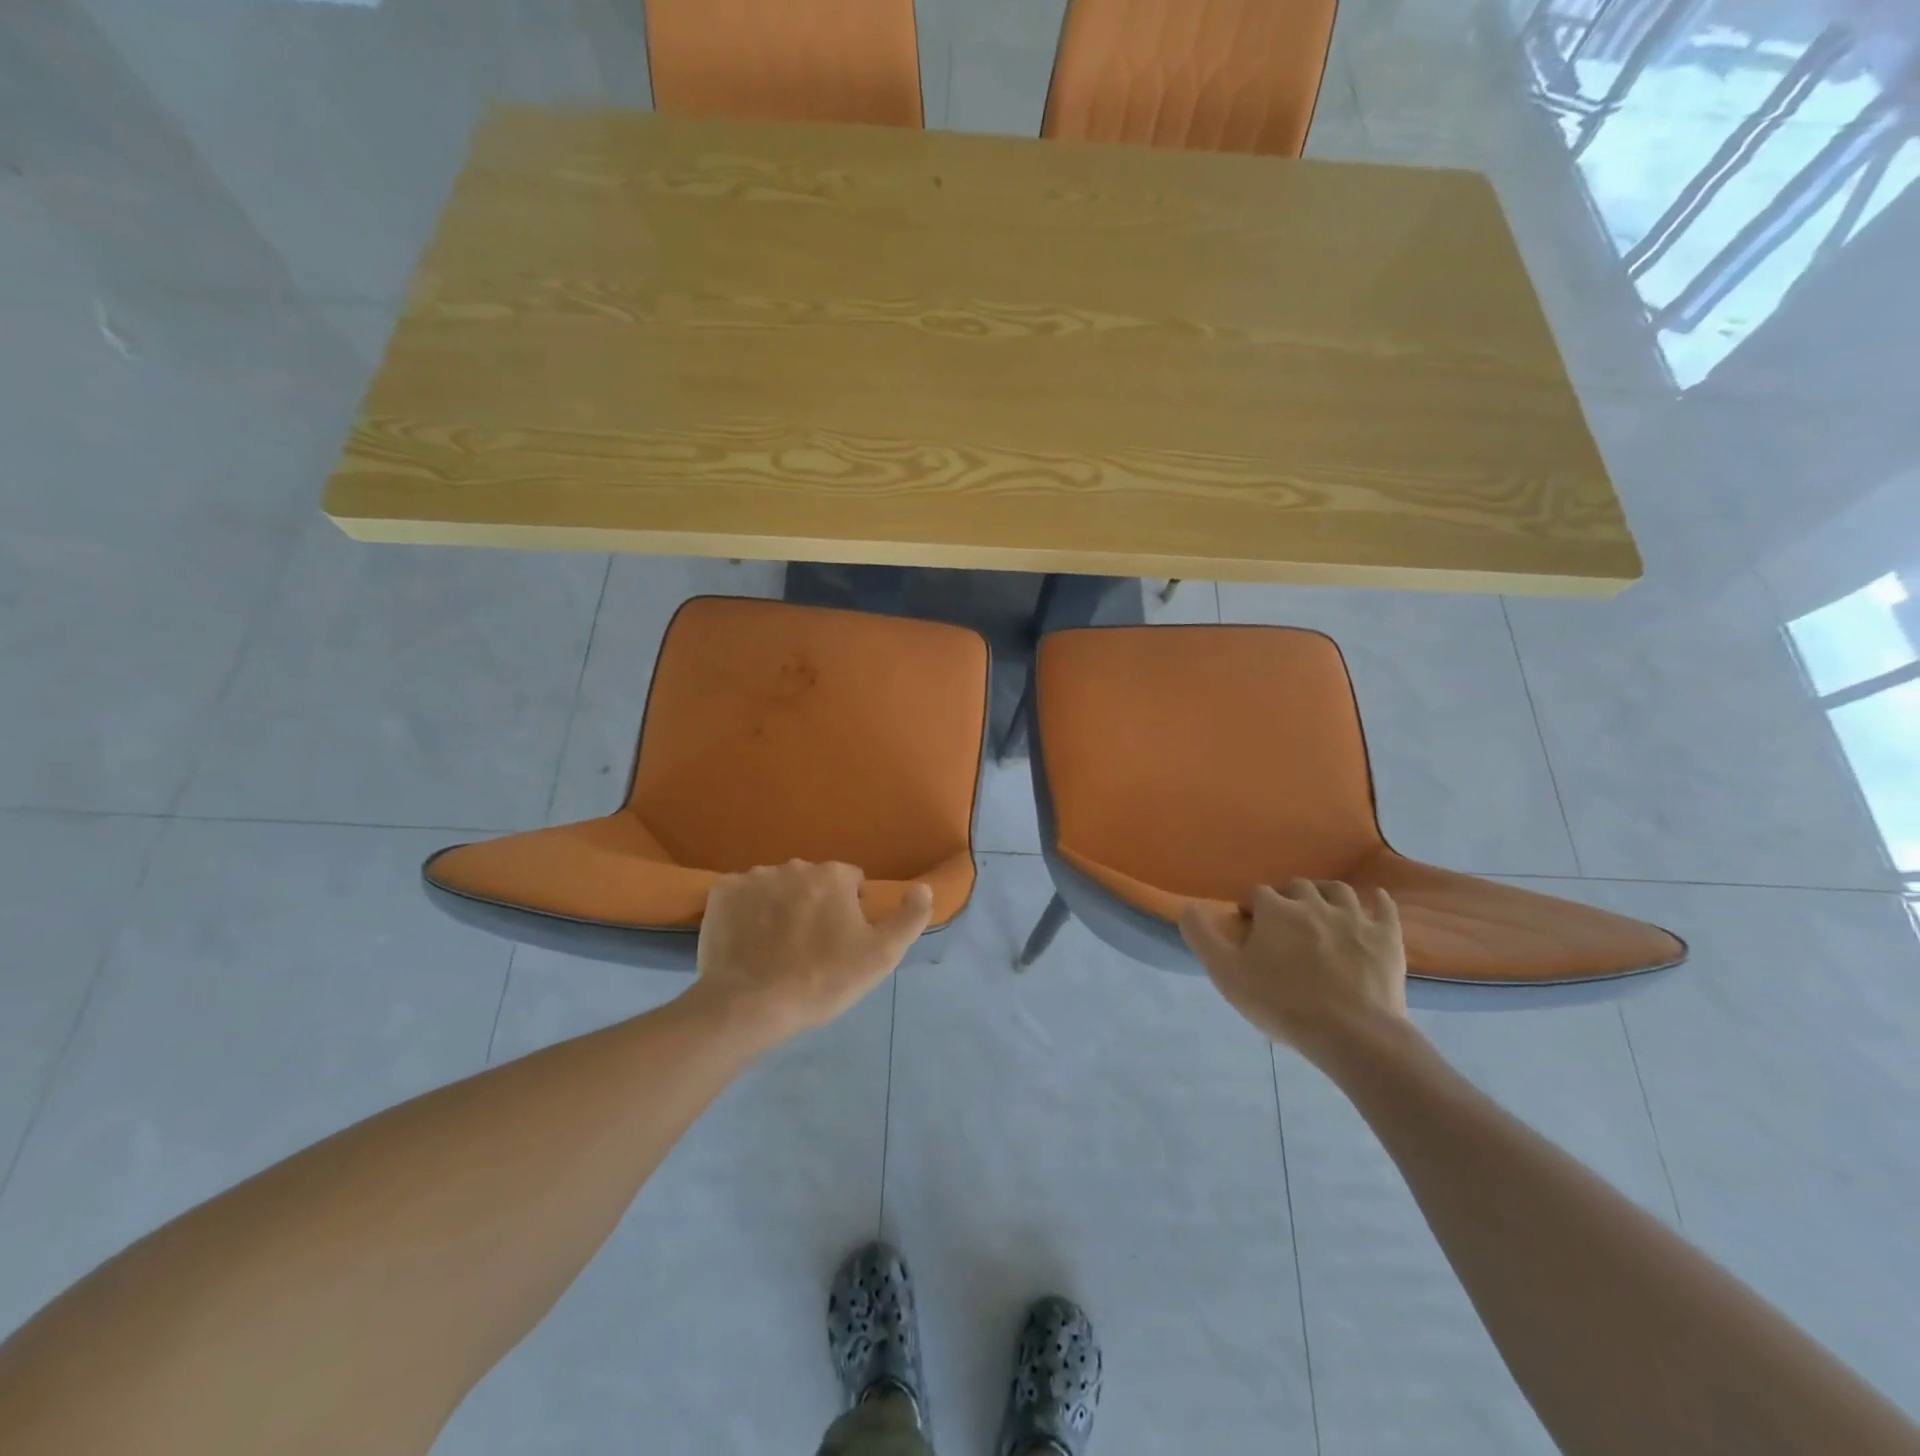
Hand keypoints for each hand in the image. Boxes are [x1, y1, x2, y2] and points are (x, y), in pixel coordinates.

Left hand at [691, 861, 932, 1045]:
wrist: (749, 1006)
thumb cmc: (821, 980)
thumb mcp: (881, 956)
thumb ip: (910, 918)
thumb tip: (922, 887)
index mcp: (832, 876)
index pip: (850, 881)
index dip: (849, 910)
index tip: (841, 942)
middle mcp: (793, 866)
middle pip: (812, 882)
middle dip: (813, 905)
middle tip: (809, 948)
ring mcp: (753, 877)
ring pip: (776, 887)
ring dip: (780, 907)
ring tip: (775, 948)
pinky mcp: (721, 893)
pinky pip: (741, 896)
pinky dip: (746, 912)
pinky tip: (747, 942)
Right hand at [1180, 880, 1407, 1061]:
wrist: (1353, 1034)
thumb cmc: (1282, 1004)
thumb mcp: (1226, 974)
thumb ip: (1202, 936)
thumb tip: (1189, 908)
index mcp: (1275, 910)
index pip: (1257, 893)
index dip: (1251, 907)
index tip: (1250, 928)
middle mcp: (1313, 903)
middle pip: (1296, 886)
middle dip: (1287, 898)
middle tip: (1284, 923)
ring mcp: (1354, 917)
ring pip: (1338, 890)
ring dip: (1325, 894)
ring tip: (1321, 908)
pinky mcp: (1386, 937)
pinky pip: (1384, 907)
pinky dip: (1377, 901)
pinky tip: (1374, 902)